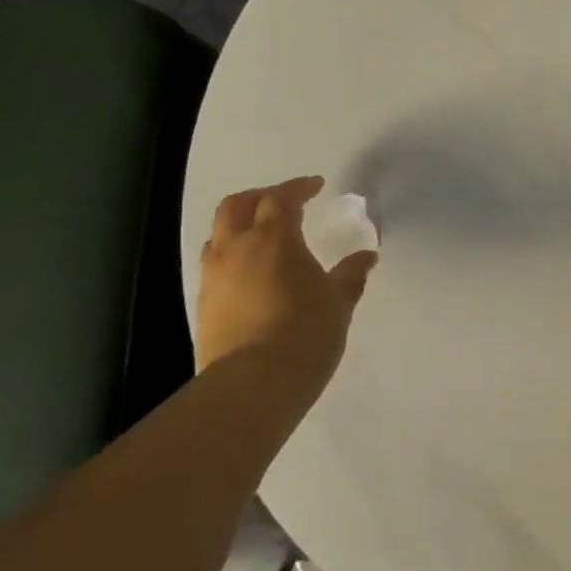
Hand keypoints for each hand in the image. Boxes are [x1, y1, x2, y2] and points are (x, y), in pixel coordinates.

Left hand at [196, 177, 377, 400]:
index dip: (298, 188)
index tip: (316, 186)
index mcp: (274, 239)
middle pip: (237, 205)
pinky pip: (214, 263)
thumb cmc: (305, 333)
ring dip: (240, 225)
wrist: (253, 384)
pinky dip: (232, 254)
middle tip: (285, 202)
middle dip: (260, 196)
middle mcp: (237, 249)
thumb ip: (350, 275)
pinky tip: (251, 273)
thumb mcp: (338, 302)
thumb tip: (366, 256)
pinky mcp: (204, 303)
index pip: (281, 199)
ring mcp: (215, 276)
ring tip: (264, 236)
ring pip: (219, 233)